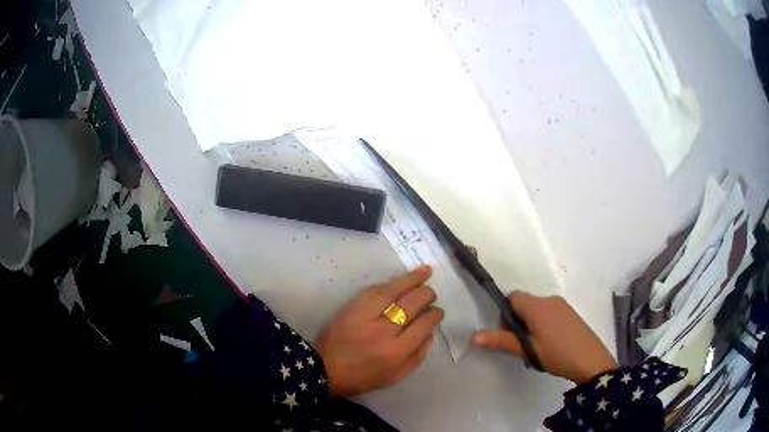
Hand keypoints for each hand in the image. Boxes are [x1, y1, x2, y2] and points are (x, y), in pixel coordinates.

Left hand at [315, 266, 443, 396]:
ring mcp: (365, 316)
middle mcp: (383, 331)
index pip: (423, 324)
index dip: (434, 314)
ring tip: (425, 271)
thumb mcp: (395, 376)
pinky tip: (398, 281)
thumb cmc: (363, 377)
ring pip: (393, 290)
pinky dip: (389, 284)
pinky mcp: (351, 307)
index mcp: (396, 351)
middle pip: (411, 304)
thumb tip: (430, 331)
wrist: (325, 369)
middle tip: (431, 293)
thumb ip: (417, 356)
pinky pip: (374, 289)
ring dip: (411, 279)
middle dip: (426, 294)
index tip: (437, 311)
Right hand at [472, 291, 616, 383]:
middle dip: (517, 322)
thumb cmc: (556, 353)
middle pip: (524, 303)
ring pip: (537, 310)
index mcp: (536, 305)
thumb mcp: (527, 350)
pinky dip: (543, 325)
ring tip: (536, 349)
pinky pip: (549, 313)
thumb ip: (502, 341)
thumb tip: (474, 337)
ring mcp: (562, 305)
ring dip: (530, 325)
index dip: (505, 314)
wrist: (590, 360)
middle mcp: (549, 300)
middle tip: (522, 346)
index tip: (509, 335)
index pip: (512, 297)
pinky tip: (550, 345)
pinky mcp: (570, 313)